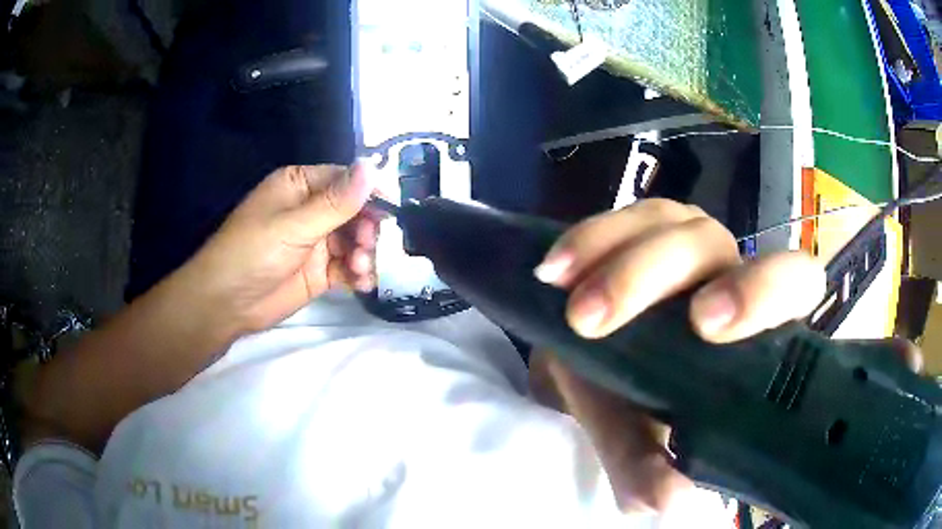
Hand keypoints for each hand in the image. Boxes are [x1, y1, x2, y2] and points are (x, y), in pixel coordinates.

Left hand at [185, 164, 379, 334]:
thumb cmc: (253, 252)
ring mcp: (315, 242)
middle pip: (354, 211)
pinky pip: (347, 266)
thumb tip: (372, 166)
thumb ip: (336, 201)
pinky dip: (358, 274)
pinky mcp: (319, 271)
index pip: (344, 179)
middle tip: (366, 246)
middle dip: (365, 228)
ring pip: (353, 240)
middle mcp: (310, 209)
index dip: (369, 192)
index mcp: (300, 185)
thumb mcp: (295, 225)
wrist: (227, 304)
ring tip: (360, 270)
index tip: (392, 210)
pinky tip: (362, 283)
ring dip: (363, 253)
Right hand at [530, 199, 919, 516]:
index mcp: (758, 353)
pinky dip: (596, 238)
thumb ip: (653, 468)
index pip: (829, 354)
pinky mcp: (650, 223)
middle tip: (702, 329)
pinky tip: (558, 266)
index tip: (900, 367)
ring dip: (641, 266)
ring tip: (586, 309)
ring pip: (694, 232)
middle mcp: (743, 291)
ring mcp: (700, 248)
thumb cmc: (620, 400)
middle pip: (779, 271)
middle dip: (750, 295)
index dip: (873, 354)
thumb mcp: (636, 442)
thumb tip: (673, 503)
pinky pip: (633, 216)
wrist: (575, 349)